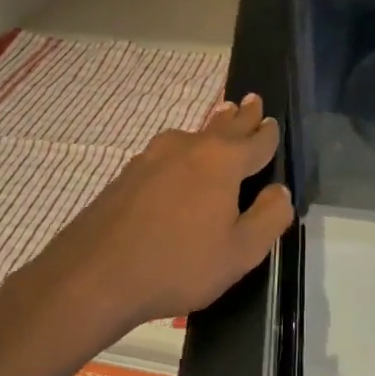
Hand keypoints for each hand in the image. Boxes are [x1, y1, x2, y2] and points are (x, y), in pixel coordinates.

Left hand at [11, 95, 294, 346]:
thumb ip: (270, 218)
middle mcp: (188, 148)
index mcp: (222, 162)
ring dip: (210, 127)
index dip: (267, 132)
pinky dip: (182, 150)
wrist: (94, 274)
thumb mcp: (240, 253)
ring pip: (191, 135)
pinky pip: (166, 153)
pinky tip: (178, 161)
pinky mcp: (128, 174)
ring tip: (220, 119)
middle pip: (223, 126)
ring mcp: (152, 158)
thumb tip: (280, 191)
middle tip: (250, 100)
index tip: (272, 121)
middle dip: (240, 115)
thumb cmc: (178, 265)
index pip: (256, 140)